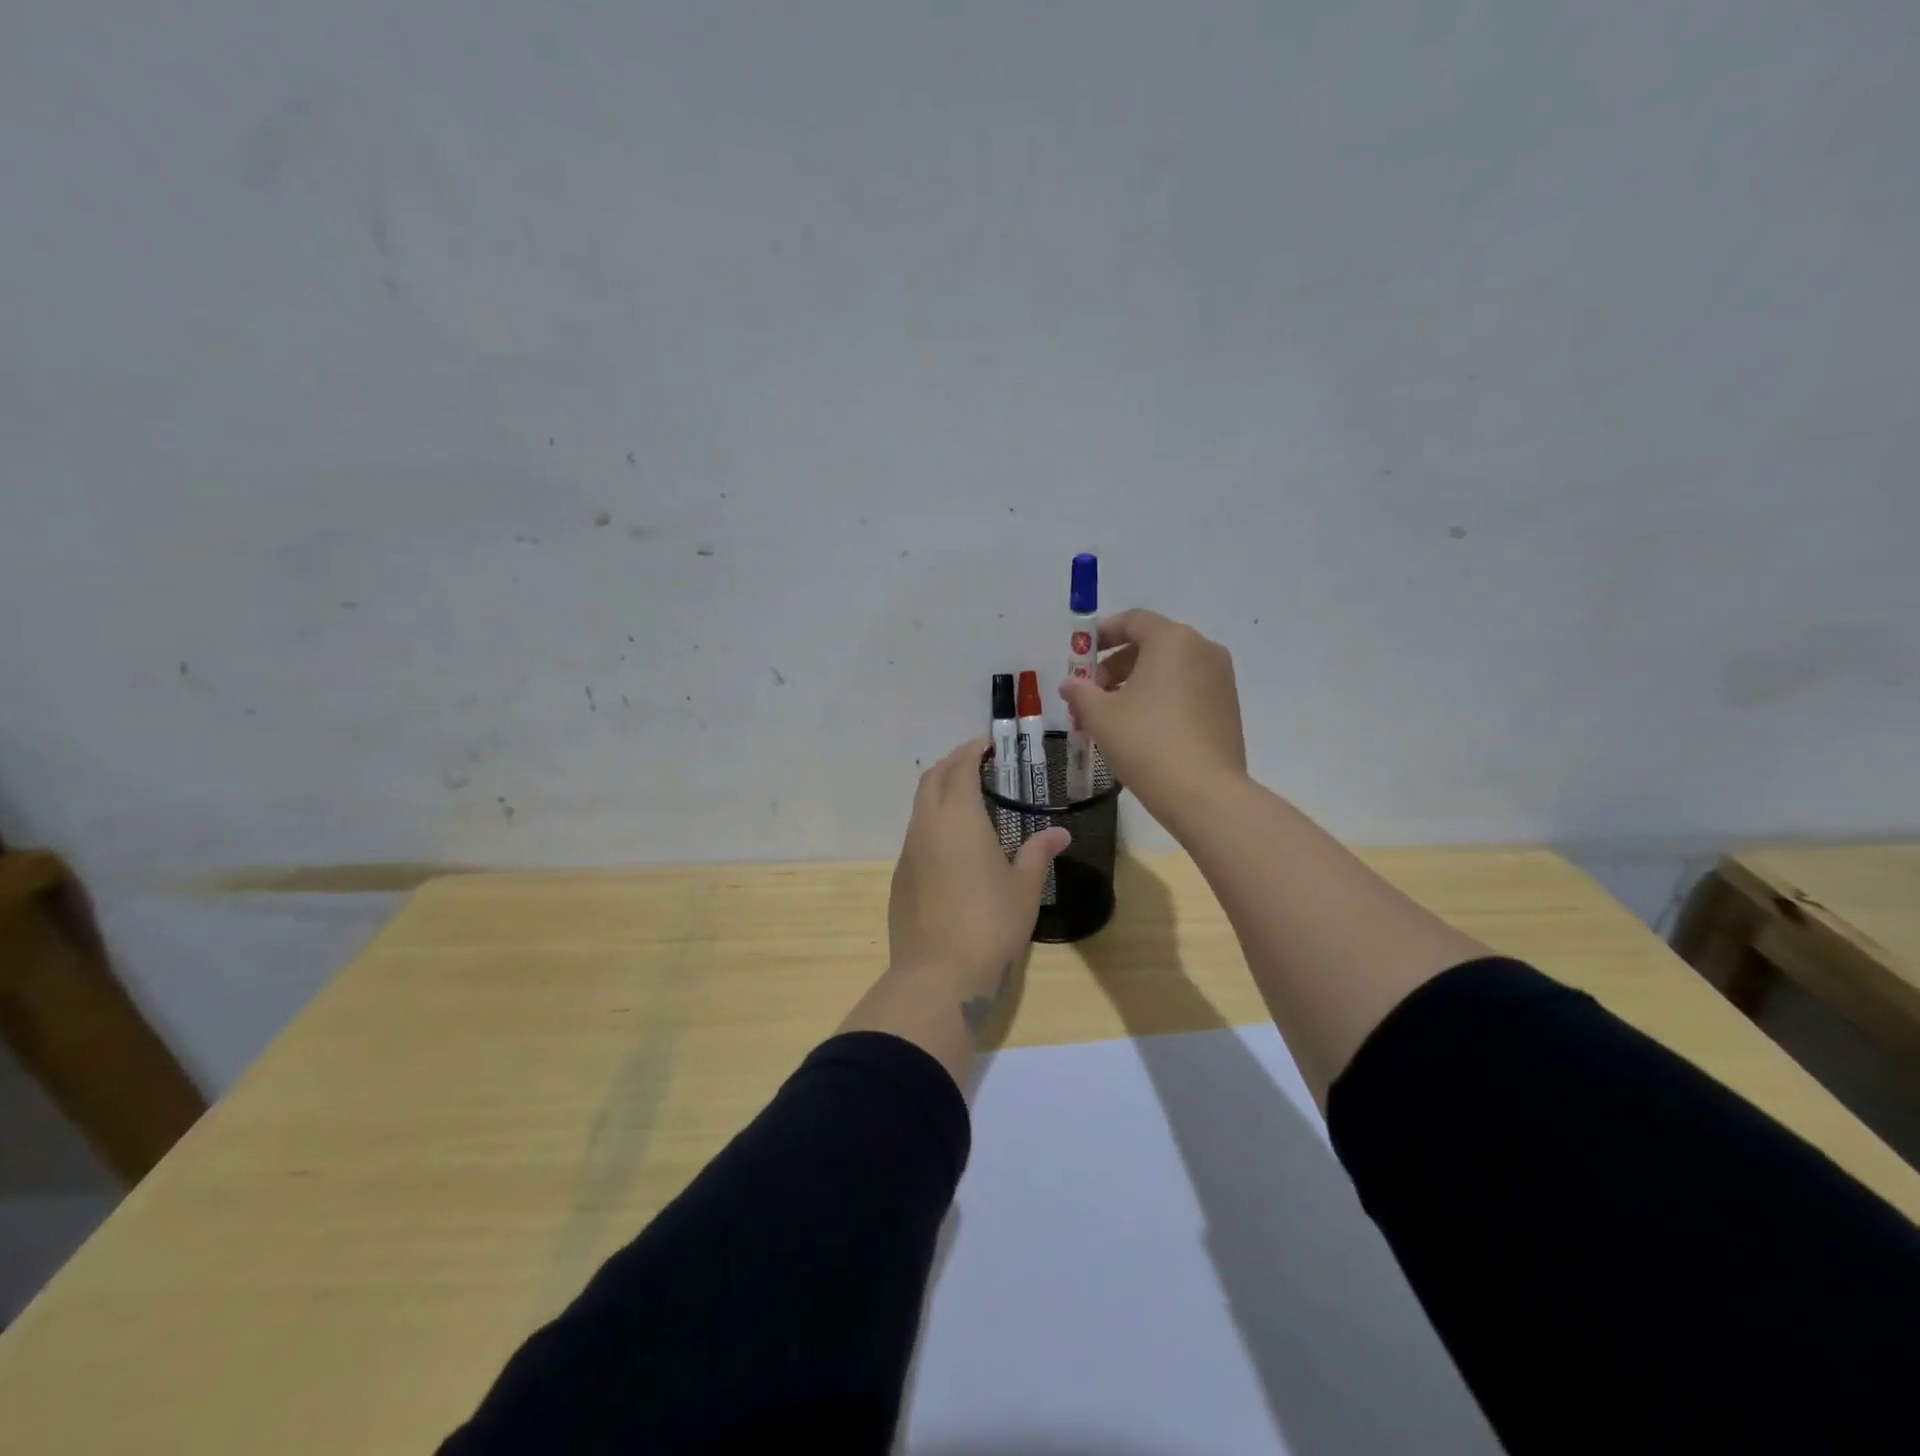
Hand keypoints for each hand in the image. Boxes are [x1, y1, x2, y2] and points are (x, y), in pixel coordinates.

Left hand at [888, 737, 1069, 1030]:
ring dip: (940, 791)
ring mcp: (909, 851)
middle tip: (980, 764)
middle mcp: (927, 825)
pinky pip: (915, 834)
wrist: (938, 975)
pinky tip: (953, 844)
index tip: (990, 744)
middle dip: (953, 763)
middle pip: (933, 778)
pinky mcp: (900, 876)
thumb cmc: (990, 924)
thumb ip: (1039, 853)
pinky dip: (932, 821)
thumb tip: (1060, 833)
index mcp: (958, 818)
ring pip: (920, 805)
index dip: (974, 750)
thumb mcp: (1024, 888)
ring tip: (969, 799)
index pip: (961, 767)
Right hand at [1059, 609, 1246, 820]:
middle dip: (1118, 664)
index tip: (1082, 656)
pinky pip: (1188, 690)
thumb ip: (1081, 693)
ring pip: (1171, 669)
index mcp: (1173, 640)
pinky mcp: (1228, 708)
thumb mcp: (1100, 716)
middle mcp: (1203, 650)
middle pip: (1153, 644)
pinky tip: (1143, 729)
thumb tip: (1071, 684)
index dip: (1103, 634)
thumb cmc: (1146, 742)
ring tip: (1114, 715)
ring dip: (1139, 683)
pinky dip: (1163, 698)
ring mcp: (1221, 680)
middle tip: (1094, 692)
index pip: (1134, 621)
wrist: (1203, 792)